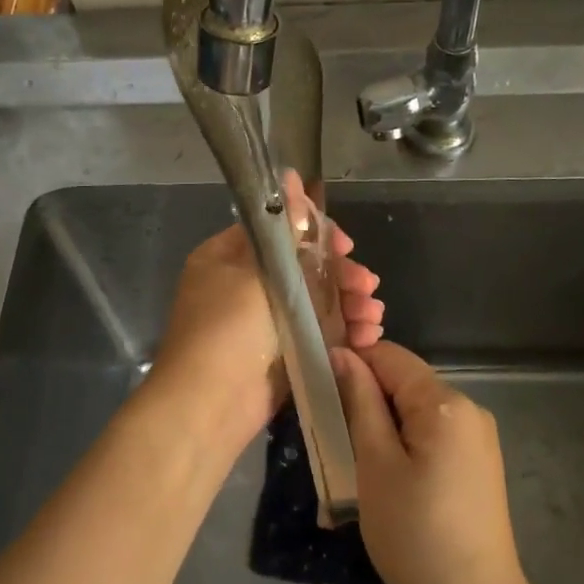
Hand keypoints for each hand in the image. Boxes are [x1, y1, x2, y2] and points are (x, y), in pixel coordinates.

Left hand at [149, 177, 381, 448]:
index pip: (277, 232)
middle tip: (367, 285)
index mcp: (228, 259)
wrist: (210, 406)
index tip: (345, 246)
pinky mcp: (281, 355)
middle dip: (341, 275)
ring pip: (315, 303)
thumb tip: (291, 176)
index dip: (315, 234)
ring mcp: (263, 324)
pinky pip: (317, 334)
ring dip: (348, 304)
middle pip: (303, 269)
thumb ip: (284, 231)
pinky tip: (369, 335)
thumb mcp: (257, 272)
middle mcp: (244, 287)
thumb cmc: (228, 329)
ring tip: (373, 314)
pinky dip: (343, 333)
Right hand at [332, 341, 528, 583]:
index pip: (390, 356)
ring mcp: (479, 439)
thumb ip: (360, 402)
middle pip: (405, 382)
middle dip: (367, 400)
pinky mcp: (479, 465)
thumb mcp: (375, 464)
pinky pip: (433, 435)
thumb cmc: (415, 533)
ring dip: (383, 425)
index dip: (352, 365)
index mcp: (445, 402)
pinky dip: (405, 445)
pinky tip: (391, 479)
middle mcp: (469, 410)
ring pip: (416, 411)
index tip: (320, 393)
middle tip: (334, 437)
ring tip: (358, 464)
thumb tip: (343, 354)